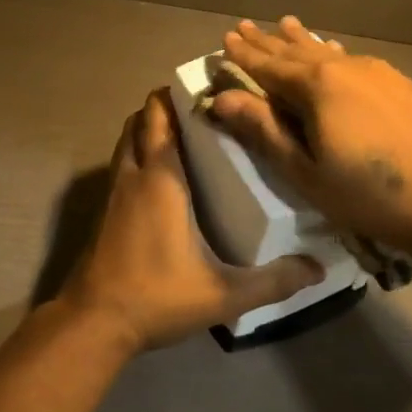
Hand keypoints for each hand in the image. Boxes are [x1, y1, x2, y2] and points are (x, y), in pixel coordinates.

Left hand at [57, 90, 322, 352]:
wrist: (93, 322)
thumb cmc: (156, 296)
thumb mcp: (223, 293)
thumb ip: (273, 281)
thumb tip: (319, 268)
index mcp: (160, 179)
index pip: (161, 117)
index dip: (177, 95)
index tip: (207, 89)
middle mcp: (133, 175)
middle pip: (140, 121)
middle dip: (163, 107)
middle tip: (202, 112)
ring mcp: (113, 193)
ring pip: (126, 142)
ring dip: (147, 130)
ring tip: (185, 137)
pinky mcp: (104, 212)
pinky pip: (121, 165)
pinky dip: (137, 155)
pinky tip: (163, 179)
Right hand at [208, 17, 411, 262]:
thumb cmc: (371, 195)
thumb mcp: (306, 171)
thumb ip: (264, 131)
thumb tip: (221, 99)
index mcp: (317, 87)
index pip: (268, 66)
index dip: (244, 55)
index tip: (224, 39)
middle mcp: (345, 68)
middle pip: (296, 52)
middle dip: (267, 42)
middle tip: (244, 27)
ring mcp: (378, 73)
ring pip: (327, 51)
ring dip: (301, 41)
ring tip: (284, 24)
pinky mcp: (402, 85)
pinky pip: (353, 59)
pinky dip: (331, 53)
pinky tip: (334, 51)